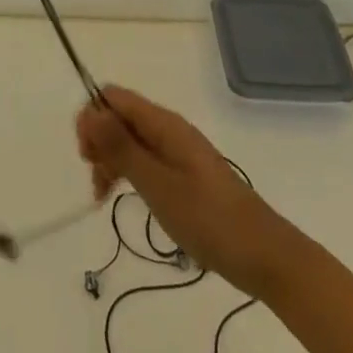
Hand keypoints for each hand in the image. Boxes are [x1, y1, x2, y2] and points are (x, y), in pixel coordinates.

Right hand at [76, 86, 295, 300]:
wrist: (264, 256)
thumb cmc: (209, 219)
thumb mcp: (158, 184)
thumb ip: (121, 147)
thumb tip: (89, 111)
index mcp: (164, 124)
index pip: (114, 97)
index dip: (92, 117)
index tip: (88, 156)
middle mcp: (169, 129)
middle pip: (119, 117)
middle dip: (99, 141)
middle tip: (97, 180)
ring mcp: (178, 152)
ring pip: (130, 140)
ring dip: (110, 160)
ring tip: (104, 195)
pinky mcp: (183, 174)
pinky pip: (145, 159)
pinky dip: (128, 173)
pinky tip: (123, 197)